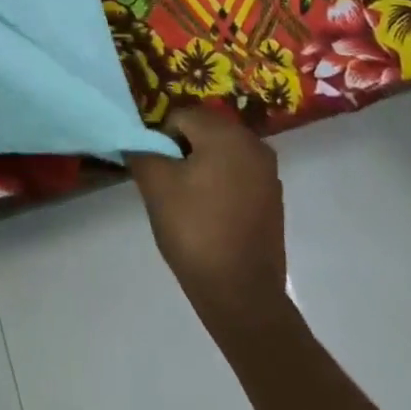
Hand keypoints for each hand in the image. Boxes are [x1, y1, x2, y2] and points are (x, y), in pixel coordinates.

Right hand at [127, 106, 287, 329]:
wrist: (241, 293)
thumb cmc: (195, 230)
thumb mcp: (156, 186)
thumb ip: (142, 151)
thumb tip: (137, 141)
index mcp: (226, 134)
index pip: (181, 116)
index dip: (161, 139)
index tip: (154, 169)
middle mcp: (253, 143)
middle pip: (204, 130)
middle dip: (182, 150)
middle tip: (168, 184)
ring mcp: (268, 172)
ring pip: (221, 152)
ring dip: (201, 166)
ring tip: (187, 200)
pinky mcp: (273, 197)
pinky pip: (238, 174)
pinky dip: (220, 183)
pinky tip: (209, 213)